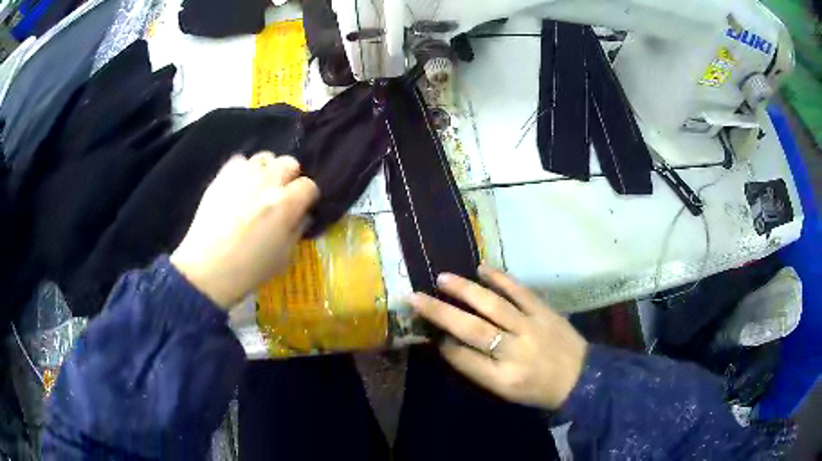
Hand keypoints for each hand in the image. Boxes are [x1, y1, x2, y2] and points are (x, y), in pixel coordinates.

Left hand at [171, 152, 318, 308]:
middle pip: (289, 163)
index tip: (301, 208)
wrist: (207, 270)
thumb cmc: (249, 270)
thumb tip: (302, 214)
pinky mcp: (222, 176)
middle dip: (290, 178)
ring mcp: (243, 176)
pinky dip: (244, 170)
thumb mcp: (284, 257)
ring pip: (265, 157)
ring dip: (267, 171)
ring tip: (259, 189)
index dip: (307, 197)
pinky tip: (240, 187)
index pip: (309, 185)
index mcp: (286, 204)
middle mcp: (267, 182)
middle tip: (281, 196)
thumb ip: (297, 229)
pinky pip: (240, 161)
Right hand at [408, 266, 587, 409]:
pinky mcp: (545, 311)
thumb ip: (477, 369)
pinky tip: (481, 268)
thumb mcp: (505, 391)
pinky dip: (500, 278)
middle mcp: (515, 352)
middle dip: (440, 312)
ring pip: (493, 305)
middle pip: (472, 329)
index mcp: (503, 379)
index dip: (443, 343)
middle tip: (416, 297)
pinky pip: (520, 291)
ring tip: (443, 278)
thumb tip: (449, 342)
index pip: (463, 358)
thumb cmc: (538, 389)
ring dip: (465, 290)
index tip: (427, 331)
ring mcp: (531, 328)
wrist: (581, 378)